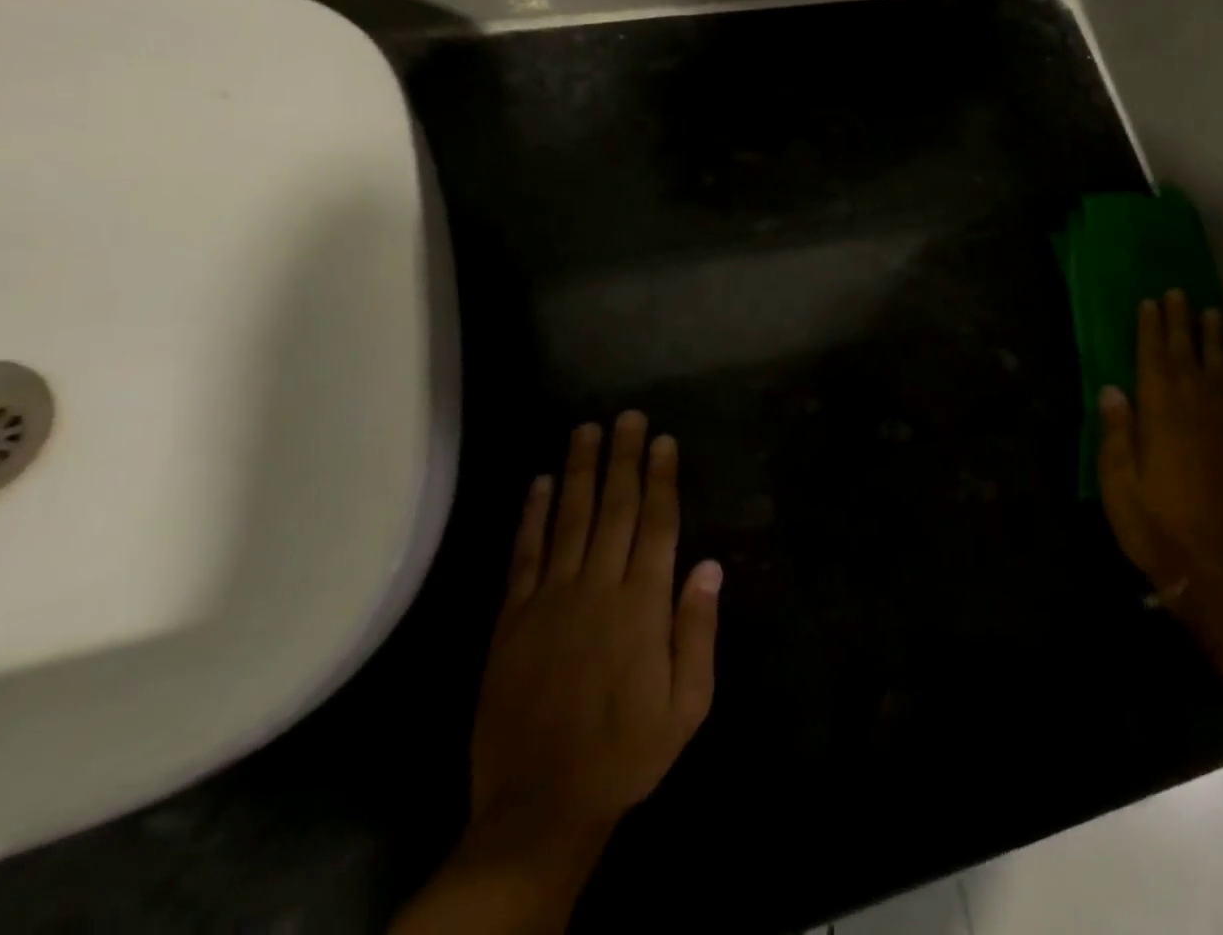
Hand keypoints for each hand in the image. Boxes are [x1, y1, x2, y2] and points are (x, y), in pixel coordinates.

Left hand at [470, 411, 722, 844]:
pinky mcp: (513, 618)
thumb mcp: (687, 704)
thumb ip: (697, 631)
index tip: (663, 440)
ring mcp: (551, 599)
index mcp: (643, 604)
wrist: (540, 805)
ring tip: (585, 430)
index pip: (657, 523)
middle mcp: (598, 587)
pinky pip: (525, 555)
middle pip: (615, 507)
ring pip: (569, 518)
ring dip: (578, 471)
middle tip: (627, 416)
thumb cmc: (627, 752)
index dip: (661, 477)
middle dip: (623, 458)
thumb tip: (709, 565)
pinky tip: (537, 483)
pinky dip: (531, 516)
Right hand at [1098, 291, 1222, 656]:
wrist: (1217, 576)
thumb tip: (1112, 390)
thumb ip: (1116, 436)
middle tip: (1178, 293)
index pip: (1154, 363)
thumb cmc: (1156, 531)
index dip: (1150, 331)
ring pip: (1220, 373)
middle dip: (1181, 324)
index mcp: (1161, 421)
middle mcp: (1197, 415)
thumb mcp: (1119, 488)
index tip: (1149, 302)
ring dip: (1214, 341)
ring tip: (1212, 312)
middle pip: (1188, 359)